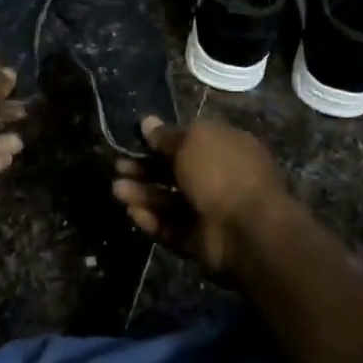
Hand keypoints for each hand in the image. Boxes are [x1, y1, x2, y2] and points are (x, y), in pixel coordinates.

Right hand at [111, 115, 287, 274]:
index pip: (188, 141)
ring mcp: (208, 211)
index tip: (135, 140)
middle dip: (145, 168)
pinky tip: (132, 212)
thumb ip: (166, 136)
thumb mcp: (191, 142)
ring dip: (142, 194)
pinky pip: (170, 228)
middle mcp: (218, 177)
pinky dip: (152, 220)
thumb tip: (147, 122)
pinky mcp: (198, 240)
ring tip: (116, 190)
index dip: (161, 140)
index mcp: (224, 148)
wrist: (246, 230)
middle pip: (174, 171)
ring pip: (168, 201)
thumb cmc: (220, 172)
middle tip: (118, 166)